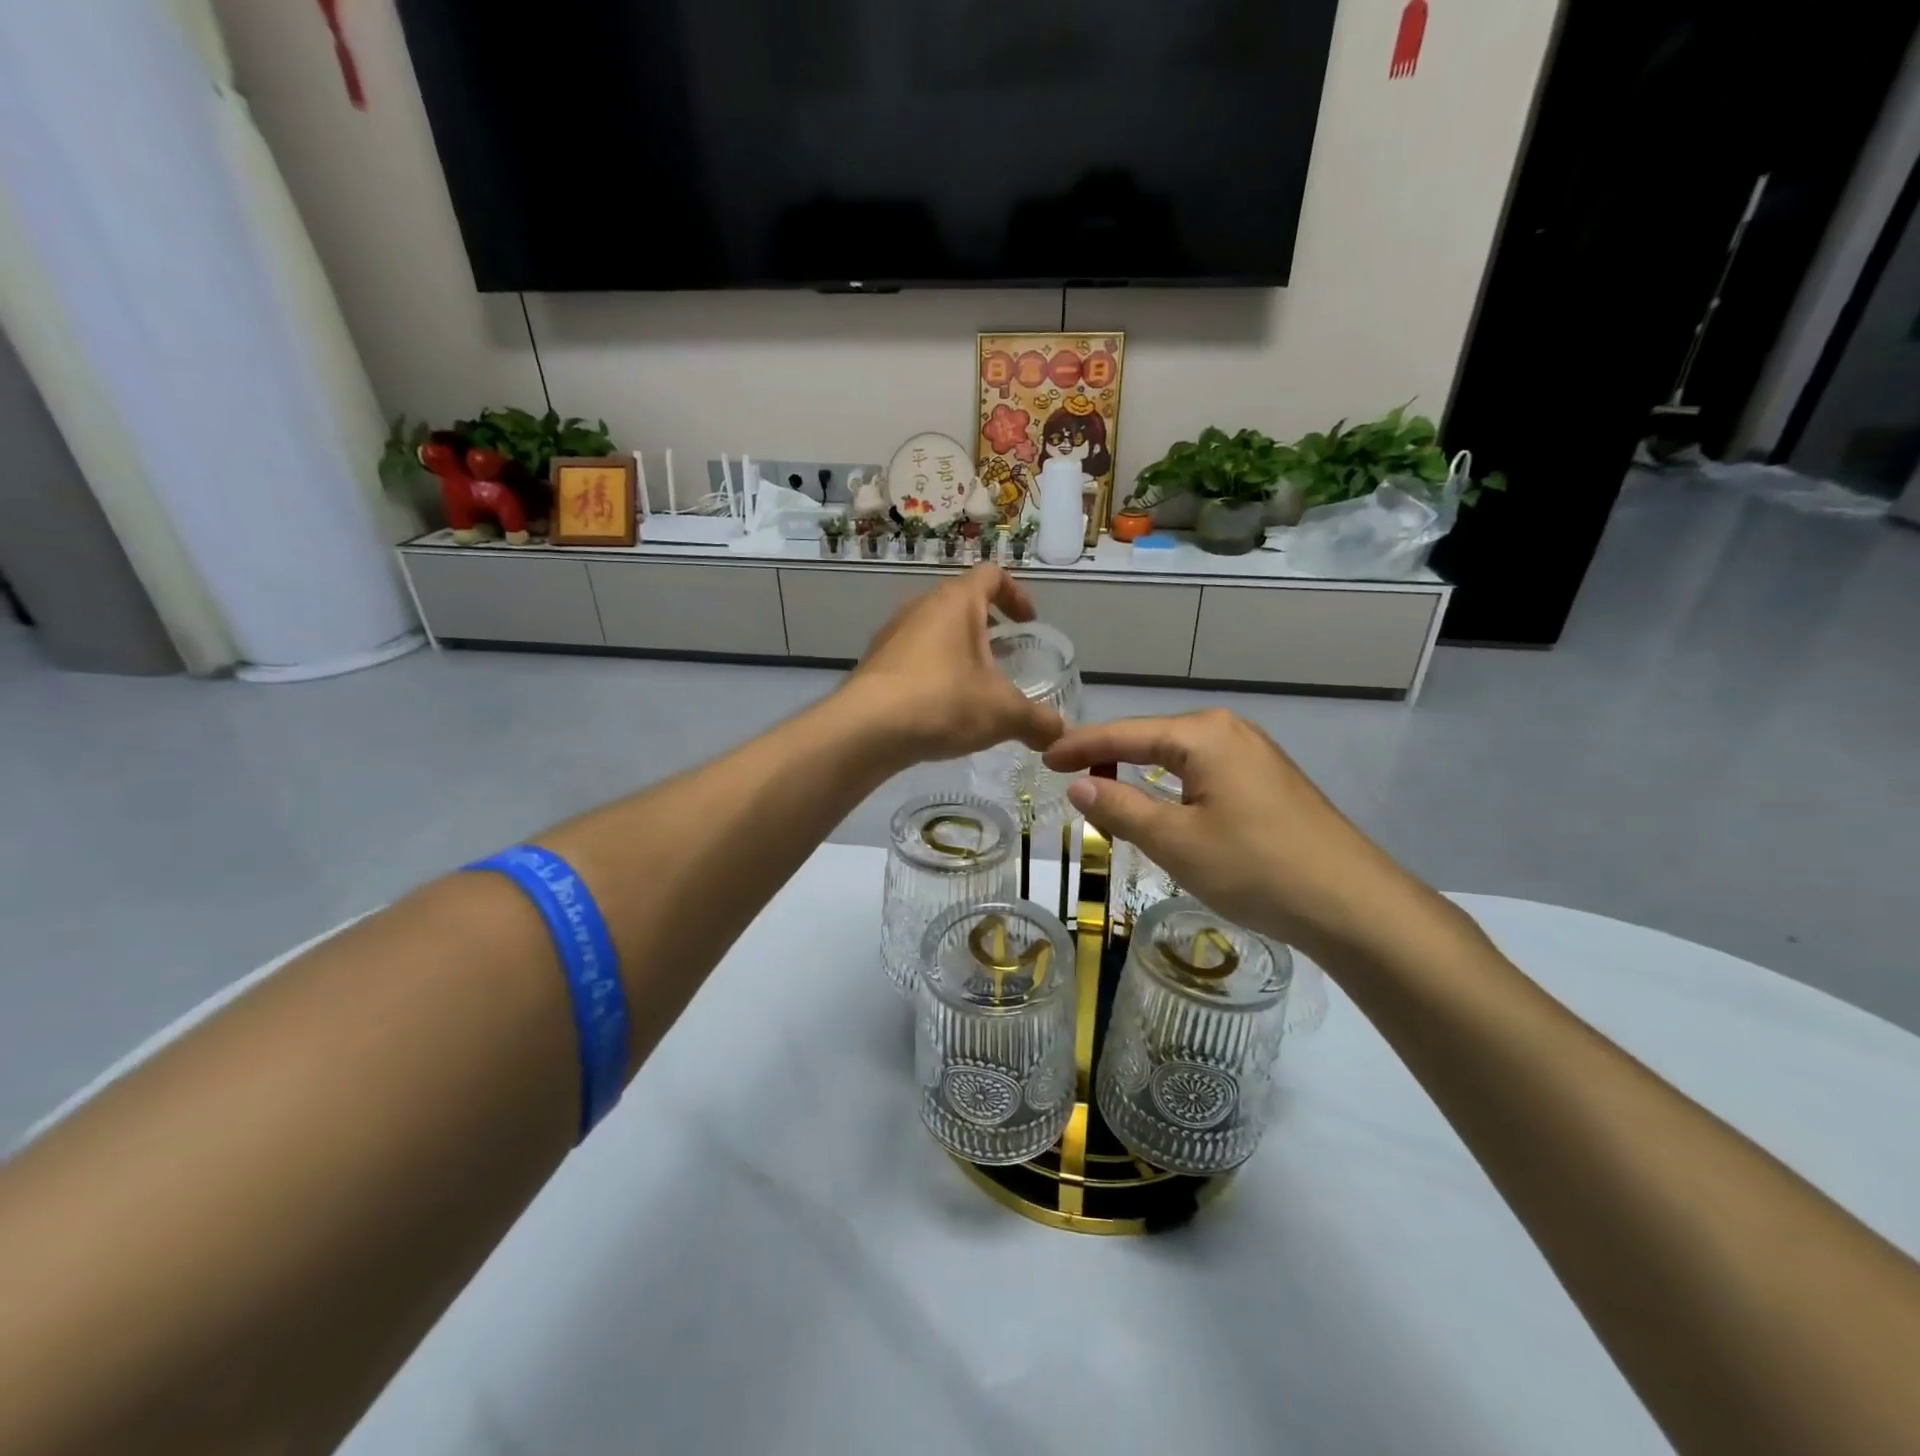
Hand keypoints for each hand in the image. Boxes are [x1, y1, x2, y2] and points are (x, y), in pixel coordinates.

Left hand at [842, 565, 1065, 764]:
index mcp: (956, 602)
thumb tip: (1060, 735)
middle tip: (1005, 655)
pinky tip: (940, 708)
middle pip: (961, 602)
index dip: (1016, 594)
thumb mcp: (1003, 714)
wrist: (866, 730)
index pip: (992, 575)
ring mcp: (892, 633)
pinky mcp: (874, 662)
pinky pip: (912, 656)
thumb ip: (1038, 722)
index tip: (1028, 622)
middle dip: (987, 626)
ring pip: (934, 630)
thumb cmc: (943, 702)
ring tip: (974, 686)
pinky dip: (933, 671)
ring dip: (958, 650)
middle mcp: (921, 607)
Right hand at [1045, 710, 1442, 966]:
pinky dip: (1173, 785)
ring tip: (1105, 788)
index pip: (1124, 733)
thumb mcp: (1175, 841)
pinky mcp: (1270, 781)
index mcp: (1203, 734)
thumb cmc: (1254, 867)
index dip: (1080, 746)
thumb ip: (1120, 807)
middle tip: (1068, 775)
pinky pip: (1205, 773)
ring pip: (1180, 757)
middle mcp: (1229, 730)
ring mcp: (1255, 754)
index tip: (1043, 758)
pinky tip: (1163, 803)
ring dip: (1141, 772)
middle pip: (1152, 738)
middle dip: (1109, 755)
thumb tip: (1077, 783)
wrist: (1352, 904)